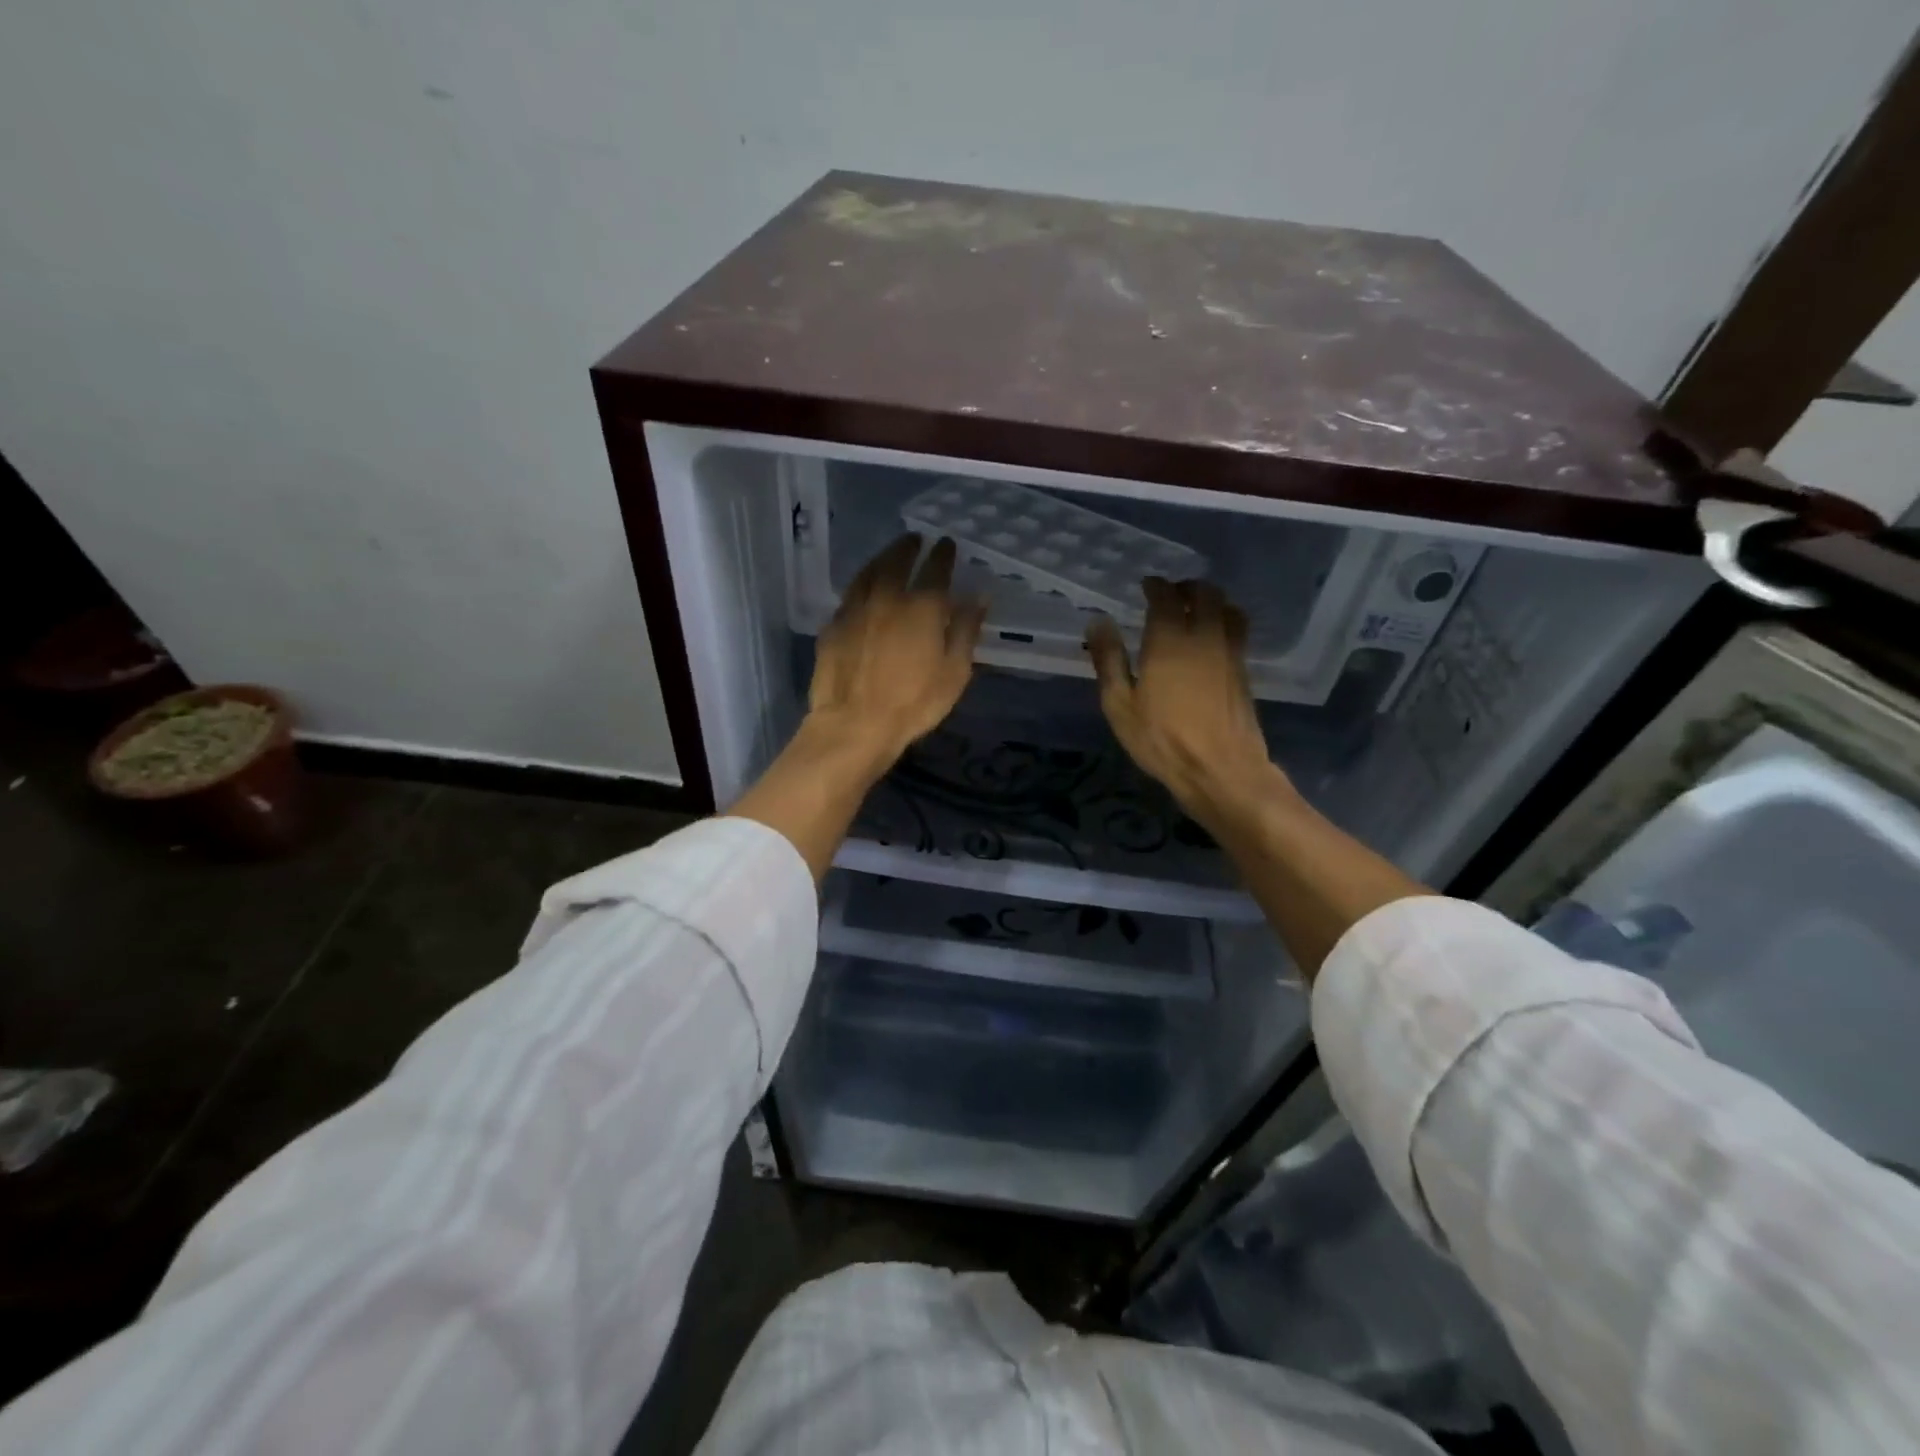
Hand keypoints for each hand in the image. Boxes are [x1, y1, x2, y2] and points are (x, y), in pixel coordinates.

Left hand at [808, 533, 986, 766]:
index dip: (943, 554)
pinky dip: (862, 583)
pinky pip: (850, 594)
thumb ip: (967, 631)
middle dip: (908, 547)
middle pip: (898, 561)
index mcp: (922, 607)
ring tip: (890, 554)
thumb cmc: (914, 703)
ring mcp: (856, 609)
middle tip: (915, 539)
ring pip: (869, 572)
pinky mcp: (833, 625)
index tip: (947, 543)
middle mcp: (887, 597)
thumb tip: (978, 596)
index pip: (936, 569)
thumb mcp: (954, 672)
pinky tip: (864, 588)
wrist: (854, 724)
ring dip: (882, 558)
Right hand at [1086, 578, 1287, 826]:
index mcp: (1169, 640)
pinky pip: (1238, 631)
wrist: (1221, 769)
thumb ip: (1109, 660)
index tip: (1147, 586)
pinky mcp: (1244, 671)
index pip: (1166, 596)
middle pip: (1205, 593)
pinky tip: (1212, 638)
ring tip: (1196, 610)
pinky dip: (1225, 622)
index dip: (1156, 586)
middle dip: (1187, 587)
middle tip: (1171, 594)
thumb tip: (1098, 622)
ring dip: (1212, 601)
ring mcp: (1230, 652)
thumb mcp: (1120, 705)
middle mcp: (1205, 636)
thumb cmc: (1161, 740)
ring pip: (1228, 608)